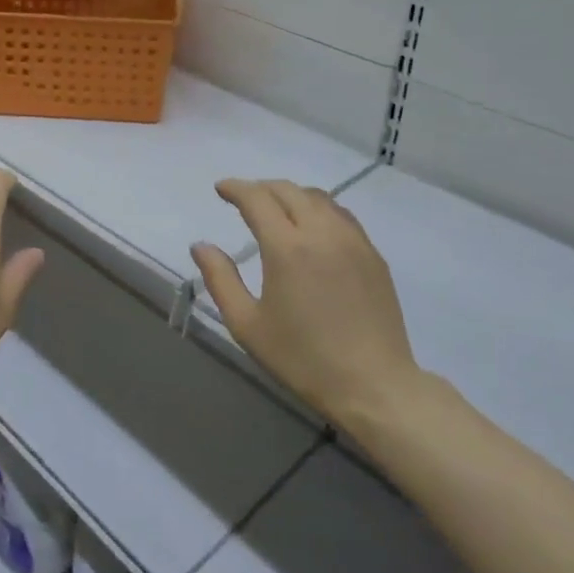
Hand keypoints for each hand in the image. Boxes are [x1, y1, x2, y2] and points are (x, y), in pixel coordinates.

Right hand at [193, 179, 419, 431]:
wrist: (373, 385)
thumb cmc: (302, 358)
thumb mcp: (247, 324)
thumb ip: (220, 279)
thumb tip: (200, 246)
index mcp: (287, 247)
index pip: (257, 198)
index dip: (235, 188)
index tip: (220, 189)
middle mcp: (321, 232)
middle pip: (288, 191)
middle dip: (261, 188)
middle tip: (243, 198)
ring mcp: (353, 241)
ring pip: (318, 198)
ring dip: (291, 195)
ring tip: (275, 208)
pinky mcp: (373, 255)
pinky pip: (341, 215)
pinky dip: (318, 208)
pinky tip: (312, 226)